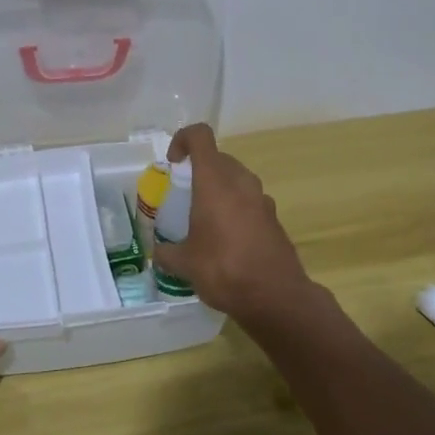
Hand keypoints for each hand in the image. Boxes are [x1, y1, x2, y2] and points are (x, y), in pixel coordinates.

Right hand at [151, 125, 316, 328]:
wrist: (276, 297)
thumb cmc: (224, 269)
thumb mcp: (184, 264)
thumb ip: (166, 253)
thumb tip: (158, 253)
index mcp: (215, 181)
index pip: (200, 136)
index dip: (183, 140)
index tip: (173, 164)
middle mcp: (241, 182)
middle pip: (219, 158)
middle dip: (200, 170)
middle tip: (185, 196)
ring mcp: (262, 199)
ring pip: (237, 180)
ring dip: (220, 190)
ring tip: (205, 220)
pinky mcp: (274, 219)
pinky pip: (250, 202)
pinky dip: (236, 210)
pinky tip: (228, 241)